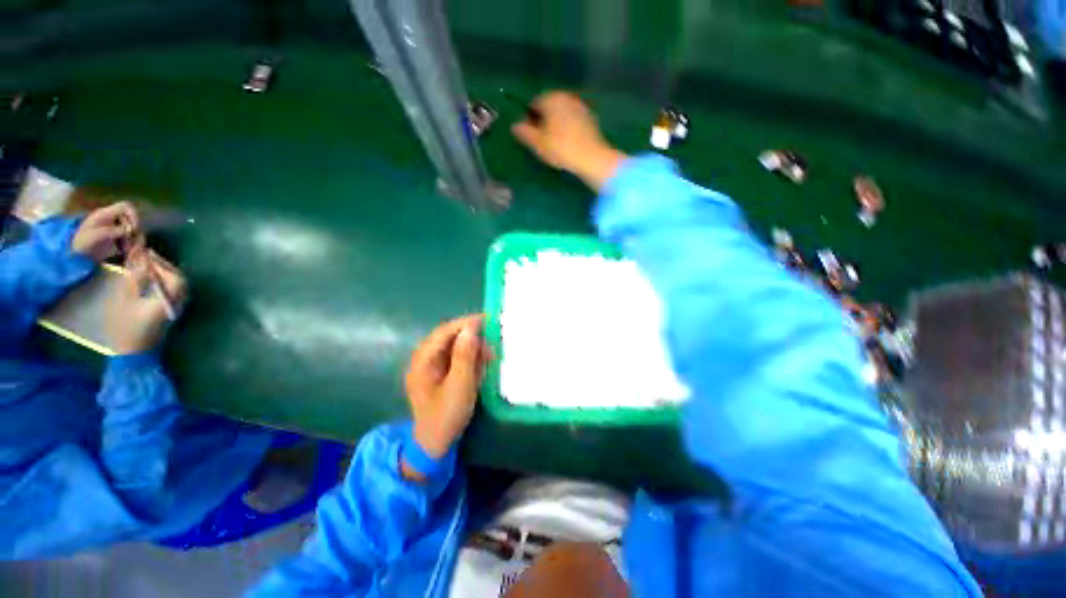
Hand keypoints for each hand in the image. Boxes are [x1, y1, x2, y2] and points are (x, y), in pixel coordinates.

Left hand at [71, 202, 139, 261]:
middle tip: (130, 242)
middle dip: (133, 231)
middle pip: (131, 219)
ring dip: (132, 239)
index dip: (133, 215)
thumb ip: (112, 231)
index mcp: (105, 214)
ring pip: (132, 229)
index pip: (125, 206)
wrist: (75, 254)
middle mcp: (111, 218)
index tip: (134, 228)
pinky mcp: (115, 236)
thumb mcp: (95, 236)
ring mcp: (113, 227)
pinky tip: (124, 251)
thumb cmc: (82, 244)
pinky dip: (130, 244)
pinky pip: (129, 237)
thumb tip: (129, 230)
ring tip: (126, 250)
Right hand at [106, 249, 187, 355]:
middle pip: (177, 279)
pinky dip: (162, 282)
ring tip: (145, 265)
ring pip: (176, 284)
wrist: (133, 353)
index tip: (146, 254)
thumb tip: (141, 259)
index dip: (160, 264)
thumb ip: (135, 278)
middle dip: (162, 266)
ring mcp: (176, 306)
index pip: (173, 277)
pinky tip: (148, 278)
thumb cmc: (126, 326)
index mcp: (169, 299)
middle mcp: (178, 302)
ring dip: (163, 273)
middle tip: (145, 257)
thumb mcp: (125, 299)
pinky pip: (171, 291)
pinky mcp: (170, 311)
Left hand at [405, 315, 489, 461]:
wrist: (436, 445)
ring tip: (491, 352)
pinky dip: (471, 357)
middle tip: (493, 336)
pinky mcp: (441, 374)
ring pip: (454, 347)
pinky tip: (483, 361)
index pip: (443, 332)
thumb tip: (471, 328)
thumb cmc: (446, 416)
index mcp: (422, 361)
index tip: (487, 319)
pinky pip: (456, 358)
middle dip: (471, 336)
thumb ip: (465, 355)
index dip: (465, 323)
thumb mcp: (460, 385)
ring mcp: (433, 367)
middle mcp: (425, 360)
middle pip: (449, 338)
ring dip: (473, 347)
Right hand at [512, 91, 626, 190]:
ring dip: (556, 125)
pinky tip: (568, 144)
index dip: (529, 120)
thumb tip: (514, 126)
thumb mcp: (537, 143)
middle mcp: (566, 97)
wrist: (592, 158)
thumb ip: (523, 132)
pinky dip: (568, 129)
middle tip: (542, 141)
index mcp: (551, 98)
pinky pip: (573, 121)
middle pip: (549, 107)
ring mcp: (580, 106)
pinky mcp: (590, 118)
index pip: (533, 104)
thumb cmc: (561, 148)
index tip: (530, 136)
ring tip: (555, 144)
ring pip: (562, 114)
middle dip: (543, 121)